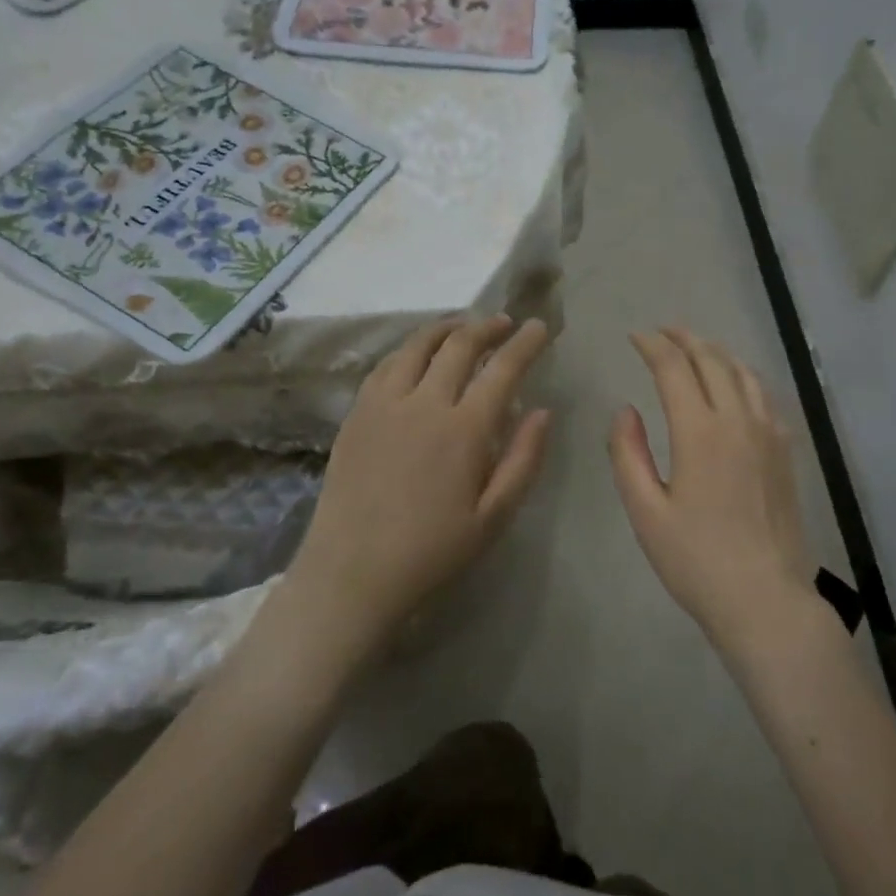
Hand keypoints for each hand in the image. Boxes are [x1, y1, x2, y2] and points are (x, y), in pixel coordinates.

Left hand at [290, 315, 552, 649]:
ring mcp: (384, 404)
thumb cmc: (433, 551)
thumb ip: (524, 460)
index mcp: (464, 430)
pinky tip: (416, 355)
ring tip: (463, 327)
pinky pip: (385, 365)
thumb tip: (543, 411)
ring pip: (417, 346)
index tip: (539, 326)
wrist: (353, 572)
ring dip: (446, 328)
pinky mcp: (356, 414)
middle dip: (488, 327)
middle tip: (504, 323)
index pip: (502, 369)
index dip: (525, 343)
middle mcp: (424, 403)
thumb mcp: (494, 517)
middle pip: (459, 345)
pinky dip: (409, 349)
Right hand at [609, 328, 816, 648]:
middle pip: (712, 361)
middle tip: (662, 332)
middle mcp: (739, 420)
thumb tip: (625, 410)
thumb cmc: (696, 560)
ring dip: (716, 352)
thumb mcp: (646, 512)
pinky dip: (744, 377)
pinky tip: (737, 385)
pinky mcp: (786, 452)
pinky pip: (765, 396)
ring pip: (744, 373)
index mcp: (700, 432)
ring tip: (696, 348)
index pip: (674, 369)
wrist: (765, 599)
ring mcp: (769, 434)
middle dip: (684, 339)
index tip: (635, 337)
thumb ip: (628, 454)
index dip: (652, 346)